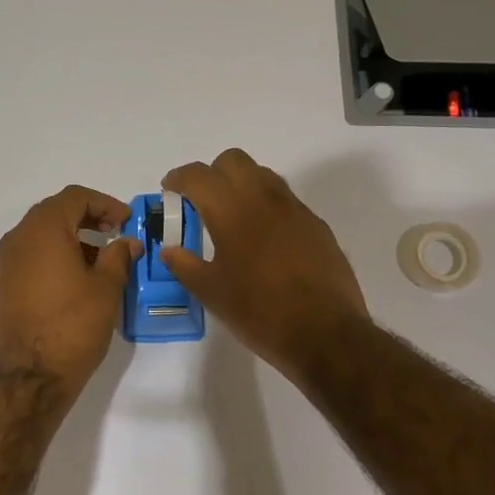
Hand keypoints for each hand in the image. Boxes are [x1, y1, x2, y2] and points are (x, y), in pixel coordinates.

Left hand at [0, 185, 140, 392]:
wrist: (27, 379)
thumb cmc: (72, 327)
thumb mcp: (106, 290)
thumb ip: (119, 258)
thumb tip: (127, 243)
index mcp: (43, 230)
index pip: (74, 197)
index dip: (105, 203)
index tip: (126, 222)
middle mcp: (18, 239)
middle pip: (54, 213)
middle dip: (87, 218)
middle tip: (114, 235)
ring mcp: (5, 264)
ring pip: (41, 236)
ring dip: (71, 239)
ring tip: (100, 262)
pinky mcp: (2, 288)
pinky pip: (30, 258)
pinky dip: (54, 258)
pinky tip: (75, 283)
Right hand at [162, 149, 370, 380]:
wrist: (325, 333)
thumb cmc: (259, 312)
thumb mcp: (211, 293)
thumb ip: (185, 265)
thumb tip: (169, 250)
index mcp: (232, 211)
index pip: (198, 175)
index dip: (179, 178)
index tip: (170, 190)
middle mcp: (265, 199)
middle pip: (233, 161)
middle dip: (212, 173)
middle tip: (202, 201)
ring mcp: (295, 210)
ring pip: (263, 175)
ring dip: (242, 185)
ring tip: (233, 218)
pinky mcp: (317, 226)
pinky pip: (286, 201)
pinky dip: (267, 207)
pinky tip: (264, 241)